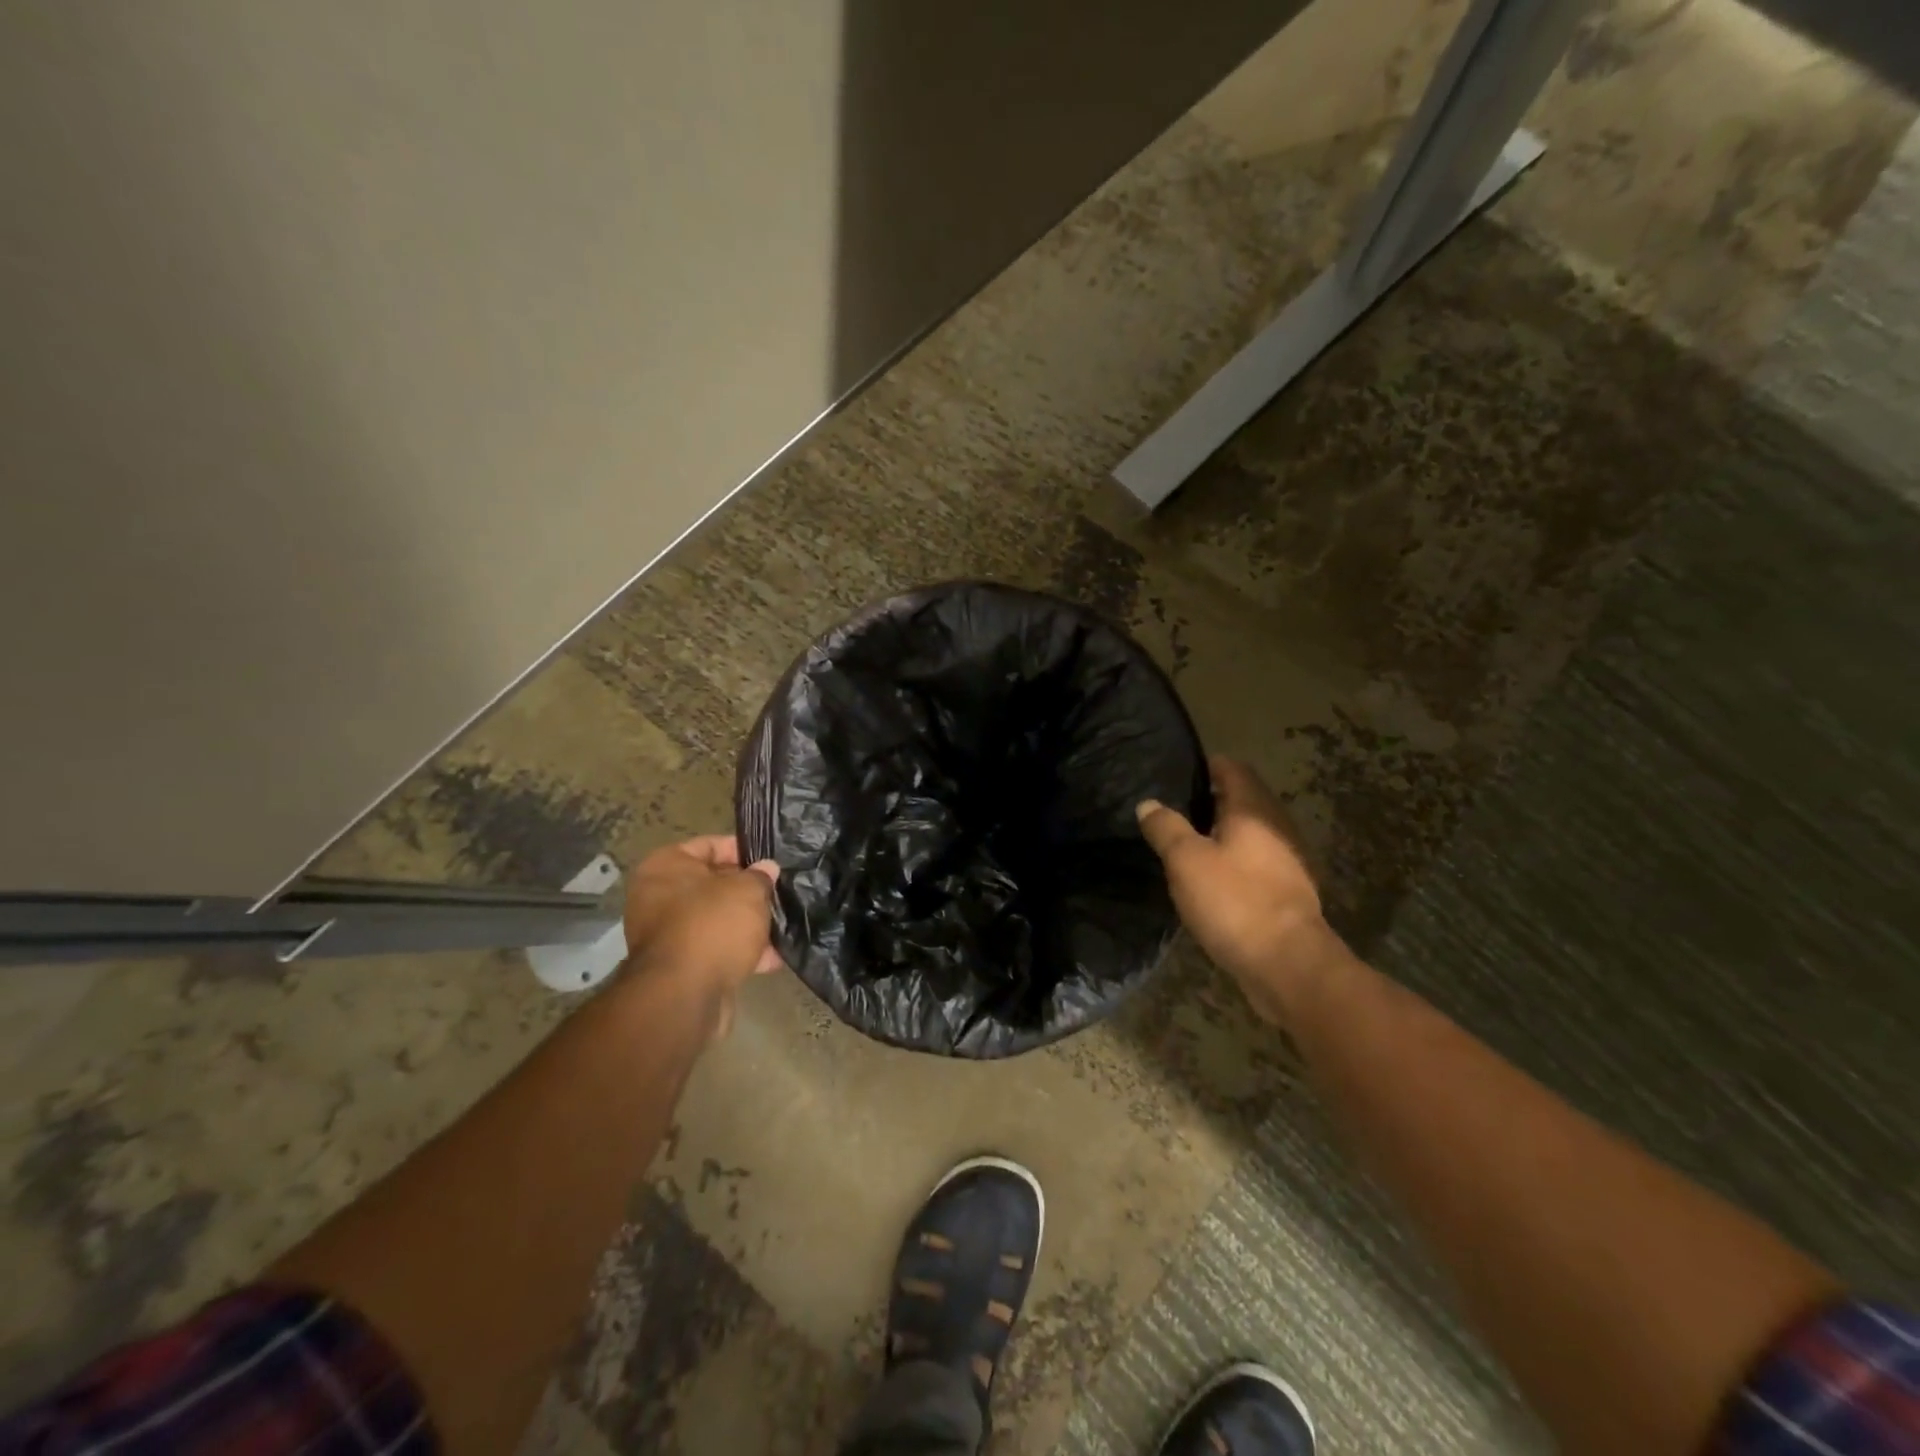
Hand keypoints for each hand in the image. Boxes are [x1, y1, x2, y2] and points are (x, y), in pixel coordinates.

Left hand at [622, 836, 782, 1013]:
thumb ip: (760, 876)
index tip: (770, 860)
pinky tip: (773, 958)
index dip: (742, 850)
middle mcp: (658, 898)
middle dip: (748, 891)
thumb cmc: (713, 924)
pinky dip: (740, 952)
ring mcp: (667, 935)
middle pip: (712, 885)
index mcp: (665, 867)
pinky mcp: (679, 968)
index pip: (708, 846)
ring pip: (716, 920)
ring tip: (782, 926)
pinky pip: (715, 950)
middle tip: (779, 892)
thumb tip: (767, 870)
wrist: (684, 995)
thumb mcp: (748, 890)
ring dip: (747, 924)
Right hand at [1137, 756, 1332, 1009]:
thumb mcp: (1186, 860)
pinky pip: (1258, 862)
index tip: (1180, 770)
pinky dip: (1236, 860)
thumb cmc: (1234, 900)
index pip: (1233, 770)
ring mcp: (1288, 861)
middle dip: (1213, 799)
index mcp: (1253, 810)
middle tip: (1176, 806)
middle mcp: (1276, 827)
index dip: (1207, 765)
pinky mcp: (1289, 892)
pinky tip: (1213, 877)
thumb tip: (1148, 803)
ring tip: (1189, 841)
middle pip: (1245, 800)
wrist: (1288, 963)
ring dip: (1224, 832)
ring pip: (1251, 833)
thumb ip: (1166, 827)